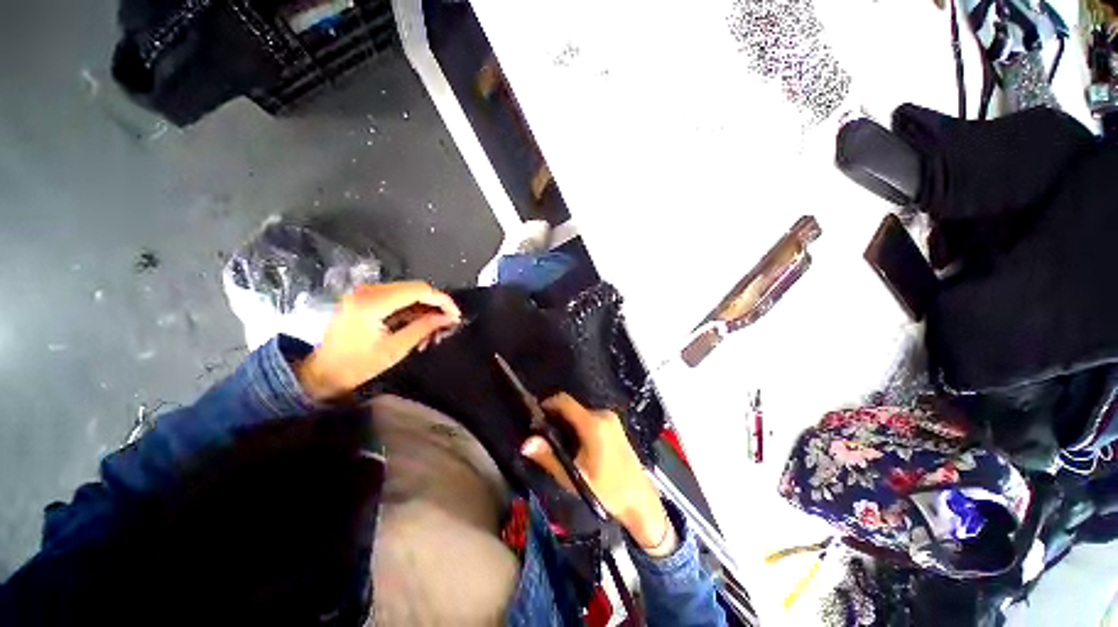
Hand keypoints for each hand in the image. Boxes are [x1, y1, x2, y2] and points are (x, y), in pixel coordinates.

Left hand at [296, 282, 459, 399]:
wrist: (322, 372)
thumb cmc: (356, 365)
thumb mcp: (394, 349)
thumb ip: (423, 328)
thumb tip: (448, 318)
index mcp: (373, 302)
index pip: (418, 290)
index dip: (442, 300)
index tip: (455, 316)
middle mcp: (368, 291)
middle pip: (414, 289)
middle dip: (435, 305)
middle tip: (446, 324)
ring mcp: (364, 293)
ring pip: (408, 292)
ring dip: (424, 308)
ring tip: (433, 330)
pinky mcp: (364, 298)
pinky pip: (397, 297)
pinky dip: (411, 309)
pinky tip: (418, 326)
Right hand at [521, 393, 676, 555]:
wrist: (640, 499)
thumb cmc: (607, 491)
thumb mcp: (575, 477)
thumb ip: (549, 457)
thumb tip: (526, 443)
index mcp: (593, 423)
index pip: (564, 400)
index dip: (547, 404)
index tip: (536, 418)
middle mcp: (603, 414)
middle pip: (571, 407)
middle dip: (556, 418)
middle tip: (546, 438)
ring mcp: (611, 418)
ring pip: (580, 412)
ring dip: (567, 423)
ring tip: (561, 445)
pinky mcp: (614, 424)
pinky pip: (589, 417)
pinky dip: (578, 425)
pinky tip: (577, 446)